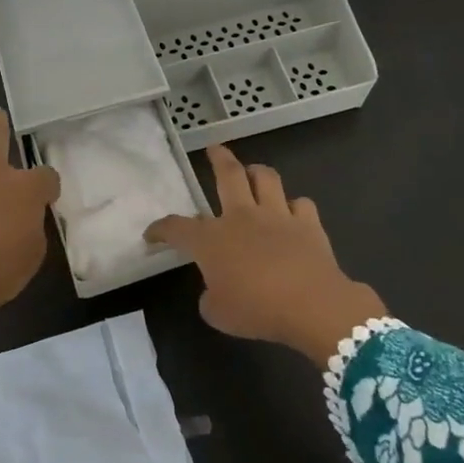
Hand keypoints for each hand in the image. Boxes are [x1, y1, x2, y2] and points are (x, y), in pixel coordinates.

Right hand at [146, 144, 387, 362]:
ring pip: (266, 178)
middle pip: (228, 175)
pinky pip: (300, 204)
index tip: (151, 235)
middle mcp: (241, 217)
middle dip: (218, 158)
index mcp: (211, 240)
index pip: (176, 228)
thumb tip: (215, 289)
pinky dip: (294, 207)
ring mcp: (277, 216)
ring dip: (257, 172)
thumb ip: (210, 297)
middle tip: (214, 149)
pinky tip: (292, 213)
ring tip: (253, 173)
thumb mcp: (218, 313)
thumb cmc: (256, 310)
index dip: (160, 230)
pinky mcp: (308, 224)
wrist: (311, 305)